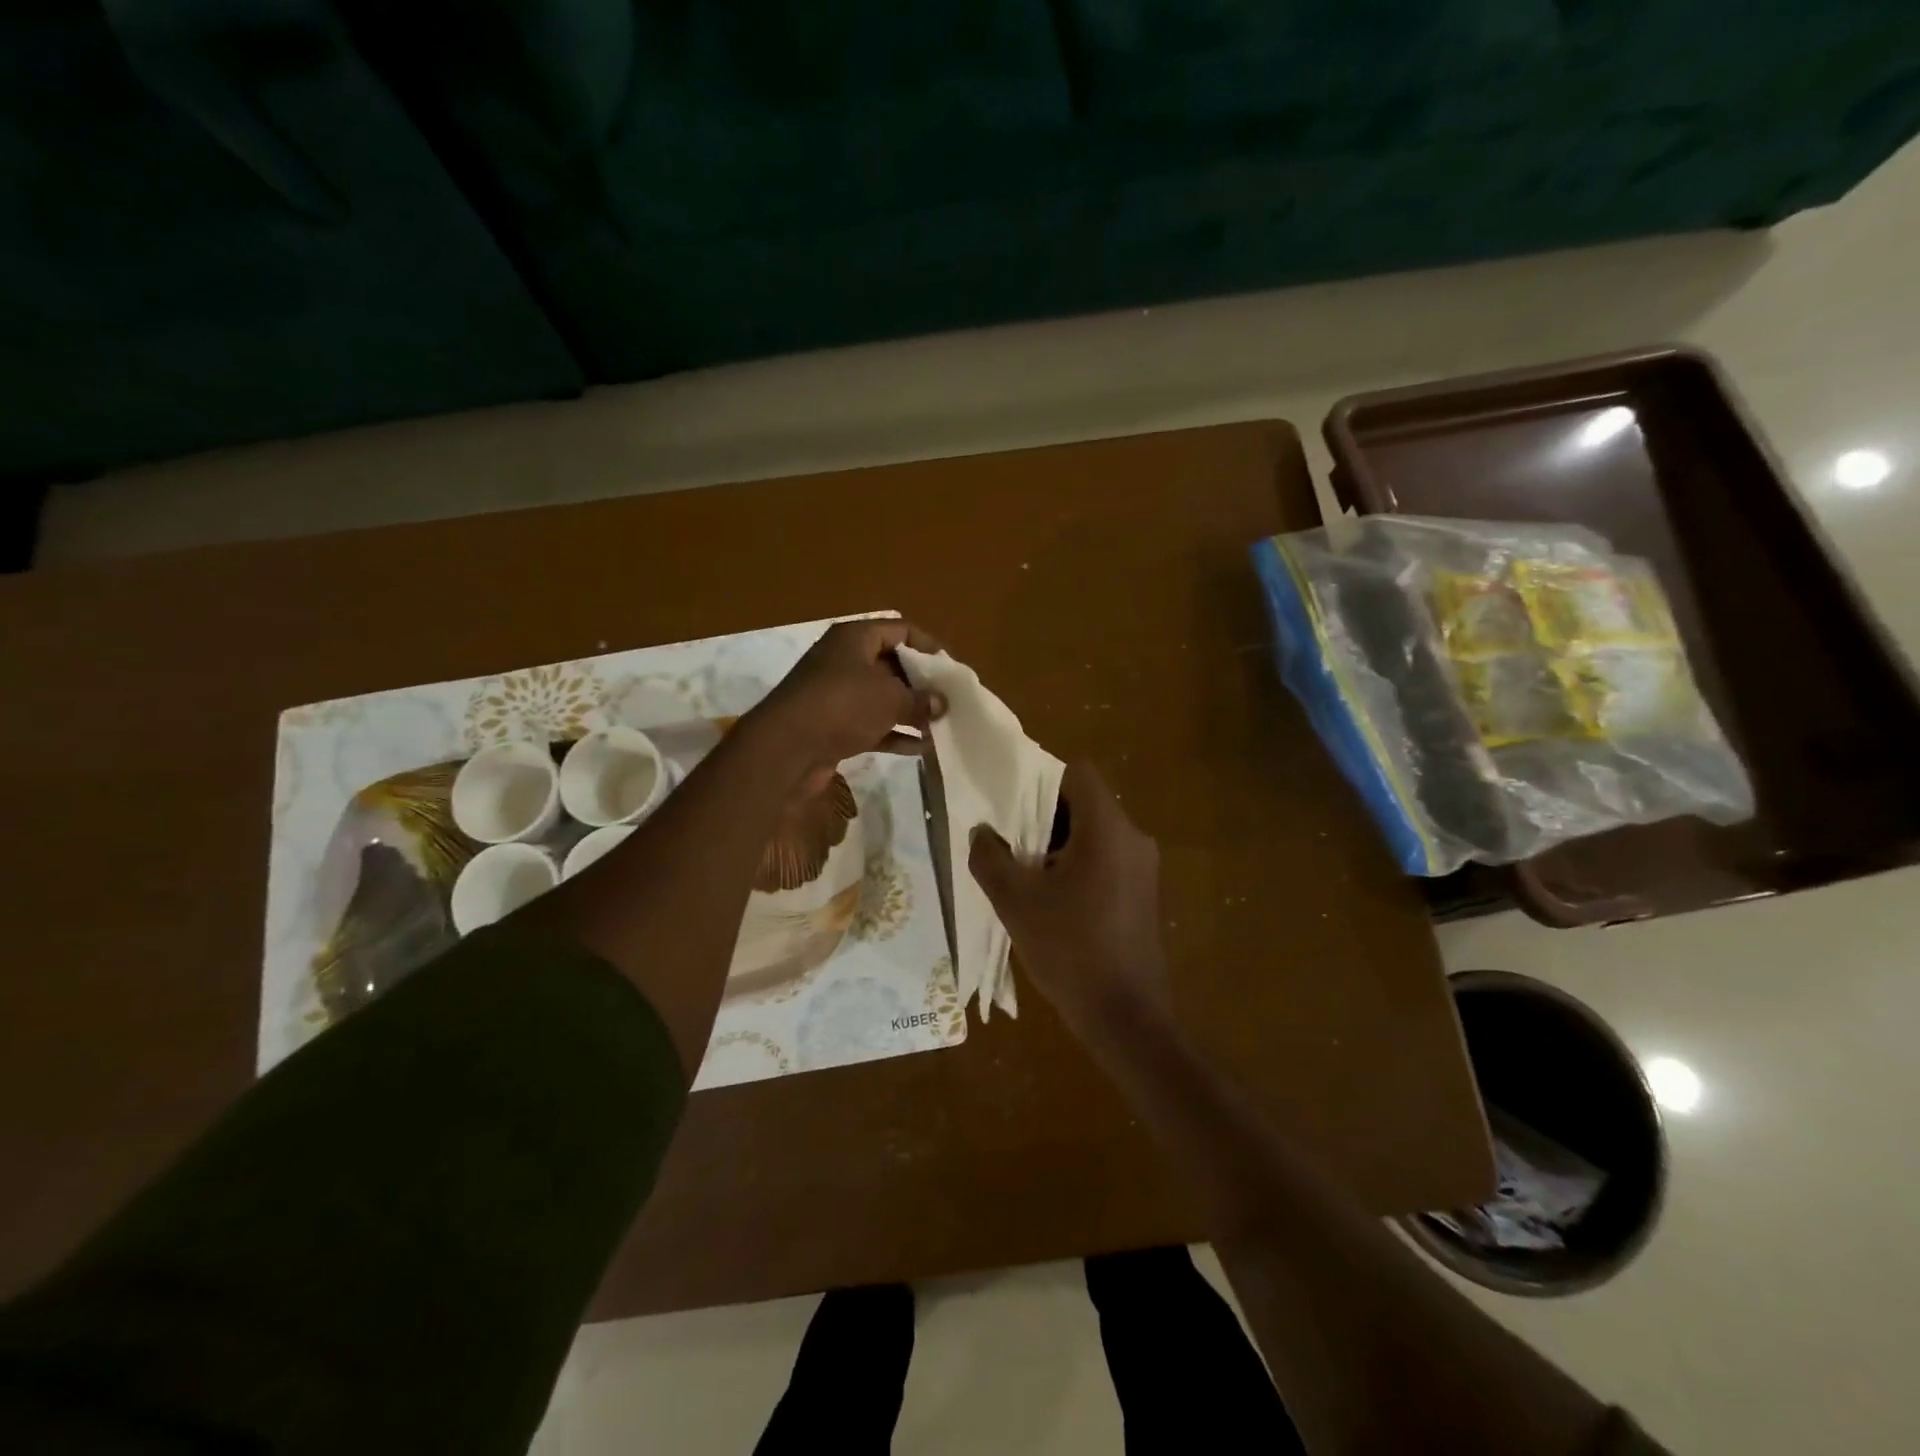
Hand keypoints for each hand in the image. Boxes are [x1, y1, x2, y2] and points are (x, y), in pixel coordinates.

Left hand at [743, 619, 945, 790]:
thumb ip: (921, 699)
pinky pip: (870, 724)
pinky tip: (920, 748)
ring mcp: (835, 694)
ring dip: (909, 712)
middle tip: (948, 700)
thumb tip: (941, 703)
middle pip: (890, 664)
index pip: (899, 629)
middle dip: (920, 683)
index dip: (927, 645)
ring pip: (881, 698)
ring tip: (940, 726)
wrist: (786, 748)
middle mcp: (843, 660)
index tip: (950, 667)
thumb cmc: (843, 705)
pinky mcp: (831, 725)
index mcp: (855, 638)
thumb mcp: (891, 699)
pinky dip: (894, 734)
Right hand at [969, 761, 1169, 1040]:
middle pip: (1086, 804)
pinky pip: (1108, 861)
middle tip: (1010, 842)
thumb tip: (981, 832)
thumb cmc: (1070, 950)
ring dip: (1060, 845)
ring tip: (1026, 875)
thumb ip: (990, 858)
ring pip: (1095, 835)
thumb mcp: (1015, 902)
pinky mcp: (1145, 895)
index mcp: (1107, 829)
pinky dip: (1080, 866)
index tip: (1012, 806)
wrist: (1127, 1018)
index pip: (1077, 773)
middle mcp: (1134, 838)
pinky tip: (1054, 902)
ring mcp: (1144, 869)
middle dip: (1045, 817)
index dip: (1041, 780)